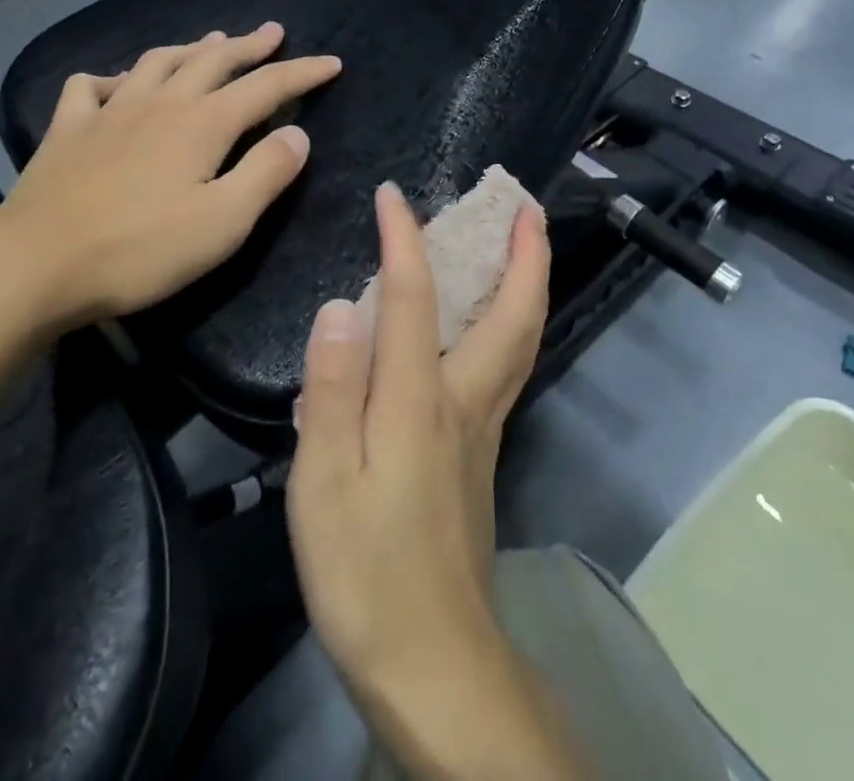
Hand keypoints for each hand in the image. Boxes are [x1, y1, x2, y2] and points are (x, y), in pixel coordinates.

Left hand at [0, 23, 341, 334]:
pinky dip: (110, 78)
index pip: (266, 86)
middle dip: (249, 45)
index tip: (332, 63)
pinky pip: (90, 87)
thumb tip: (297, 134)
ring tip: (209, 42)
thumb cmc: (140, 249)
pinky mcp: (68, 129)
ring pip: (157, 61)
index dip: (302, 73)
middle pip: (213, 60)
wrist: (36, 263)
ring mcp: (110, 111)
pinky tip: (115, 85)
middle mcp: (161, 103)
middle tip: (273, 31)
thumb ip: (266, 173)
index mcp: (203, 123)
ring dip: (190, 48)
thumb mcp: (223, 222)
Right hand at [287, 183, 549, 702]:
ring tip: (524, 243)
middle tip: (525, 205)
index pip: (417, 297)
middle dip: (525, 253)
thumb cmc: (367, 568)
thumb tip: (342, 306)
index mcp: (421, 400)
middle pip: (514, 315)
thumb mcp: (325, 481)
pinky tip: (492, 318)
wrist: (431, 660)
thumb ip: (332, 389)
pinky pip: (507, 364)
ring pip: (521, 339)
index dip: (405, 238)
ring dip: (528, 282)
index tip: (392, 194)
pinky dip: (512, 320)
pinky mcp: (480, 452)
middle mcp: (466, 400)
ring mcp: (482, 427)